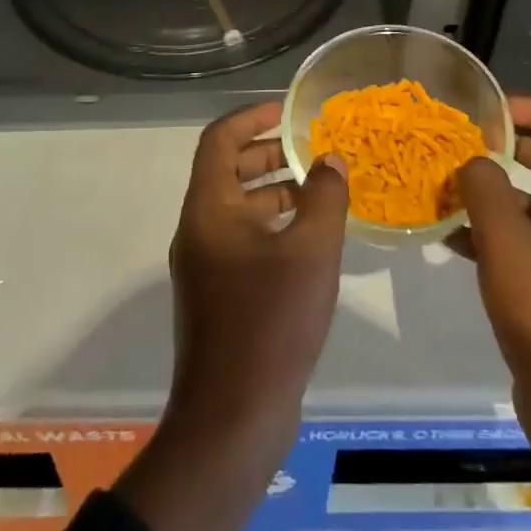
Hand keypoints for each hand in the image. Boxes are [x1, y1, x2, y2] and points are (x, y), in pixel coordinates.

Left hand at [116, 102, 348, 530]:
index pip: (220, 139)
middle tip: (313, 148)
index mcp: (209, 209)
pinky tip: (313, 237)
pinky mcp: (219, 294)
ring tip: (322, 188)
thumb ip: (324, 196)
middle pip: (229, 170)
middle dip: (271, 152)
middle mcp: (200, 229)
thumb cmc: (271, 322)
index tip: (290, 110)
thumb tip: (330, 160)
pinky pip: (246, 240)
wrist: (233, 420)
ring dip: (277, 190)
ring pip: (240, 207)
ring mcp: (207, 264)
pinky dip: (275, 225)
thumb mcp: (311, 250)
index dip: (252, 116)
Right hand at [453, 96, 530, 530]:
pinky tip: (452, 239)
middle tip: (470, 145)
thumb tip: (474, 162)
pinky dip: (495, 235)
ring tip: (451, 189)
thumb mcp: (508, 242)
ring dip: (498, 194)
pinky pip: (528, 246)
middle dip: (515, 149)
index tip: (499, 113)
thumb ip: (486, 189)